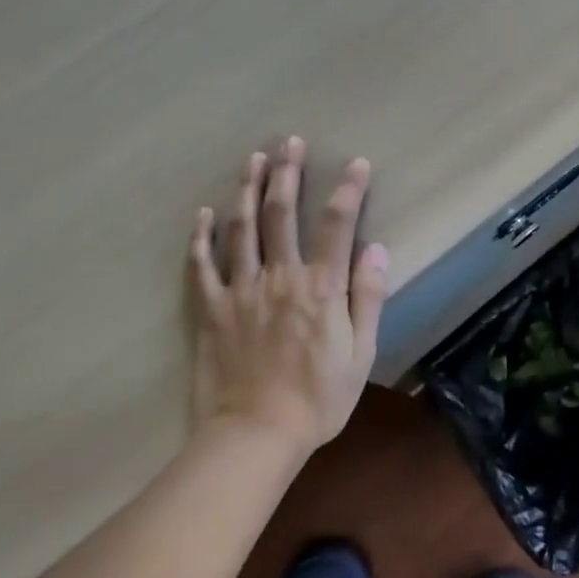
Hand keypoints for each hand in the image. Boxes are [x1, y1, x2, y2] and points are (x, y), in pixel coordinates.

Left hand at [189, 137, 388, 457]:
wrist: (255, 436)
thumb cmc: (317, 398)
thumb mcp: (360, 353)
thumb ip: (368, 298)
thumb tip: (377, 249)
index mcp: (320, 288)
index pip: (337, 225)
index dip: (348, 190)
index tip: (355, 163)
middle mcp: (280, 277)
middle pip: (283, 214)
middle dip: (287, 174)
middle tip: (289, 142)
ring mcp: (241, 290)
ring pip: (243, 229)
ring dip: (248, 190)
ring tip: (252, 159)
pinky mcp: (212, 309)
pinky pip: (203, 266)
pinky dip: (202, 237)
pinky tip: (204, 213)